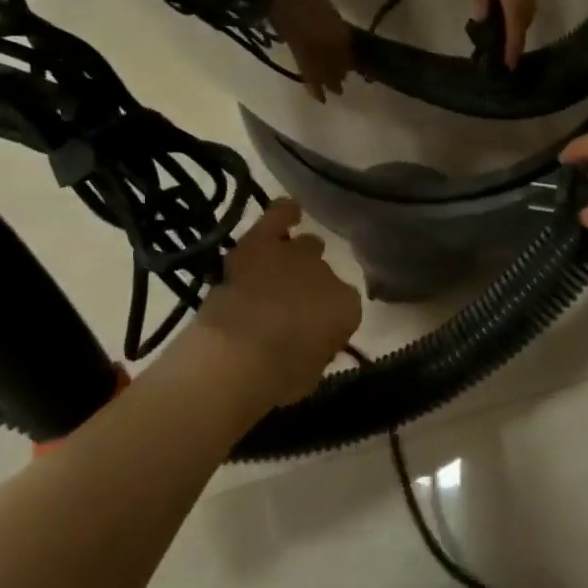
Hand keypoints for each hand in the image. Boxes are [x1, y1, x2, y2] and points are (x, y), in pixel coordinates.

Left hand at [191, 200, 362, 405]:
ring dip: (296, 256)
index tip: (307, 332)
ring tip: (282, 267)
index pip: (342, 306)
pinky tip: (288, 210)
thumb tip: (310, 343)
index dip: (323, 318)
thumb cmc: (277, 377)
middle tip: (288, 304)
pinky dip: (283, 212)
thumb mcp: (309, 373)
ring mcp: (296, 255)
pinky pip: (278, 216)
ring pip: (305, 245)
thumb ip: (316, 349)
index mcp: (348, 308)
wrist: (240, 355)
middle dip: (309, 286)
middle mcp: (329, 274)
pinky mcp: (263, 243)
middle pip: (323, 273)